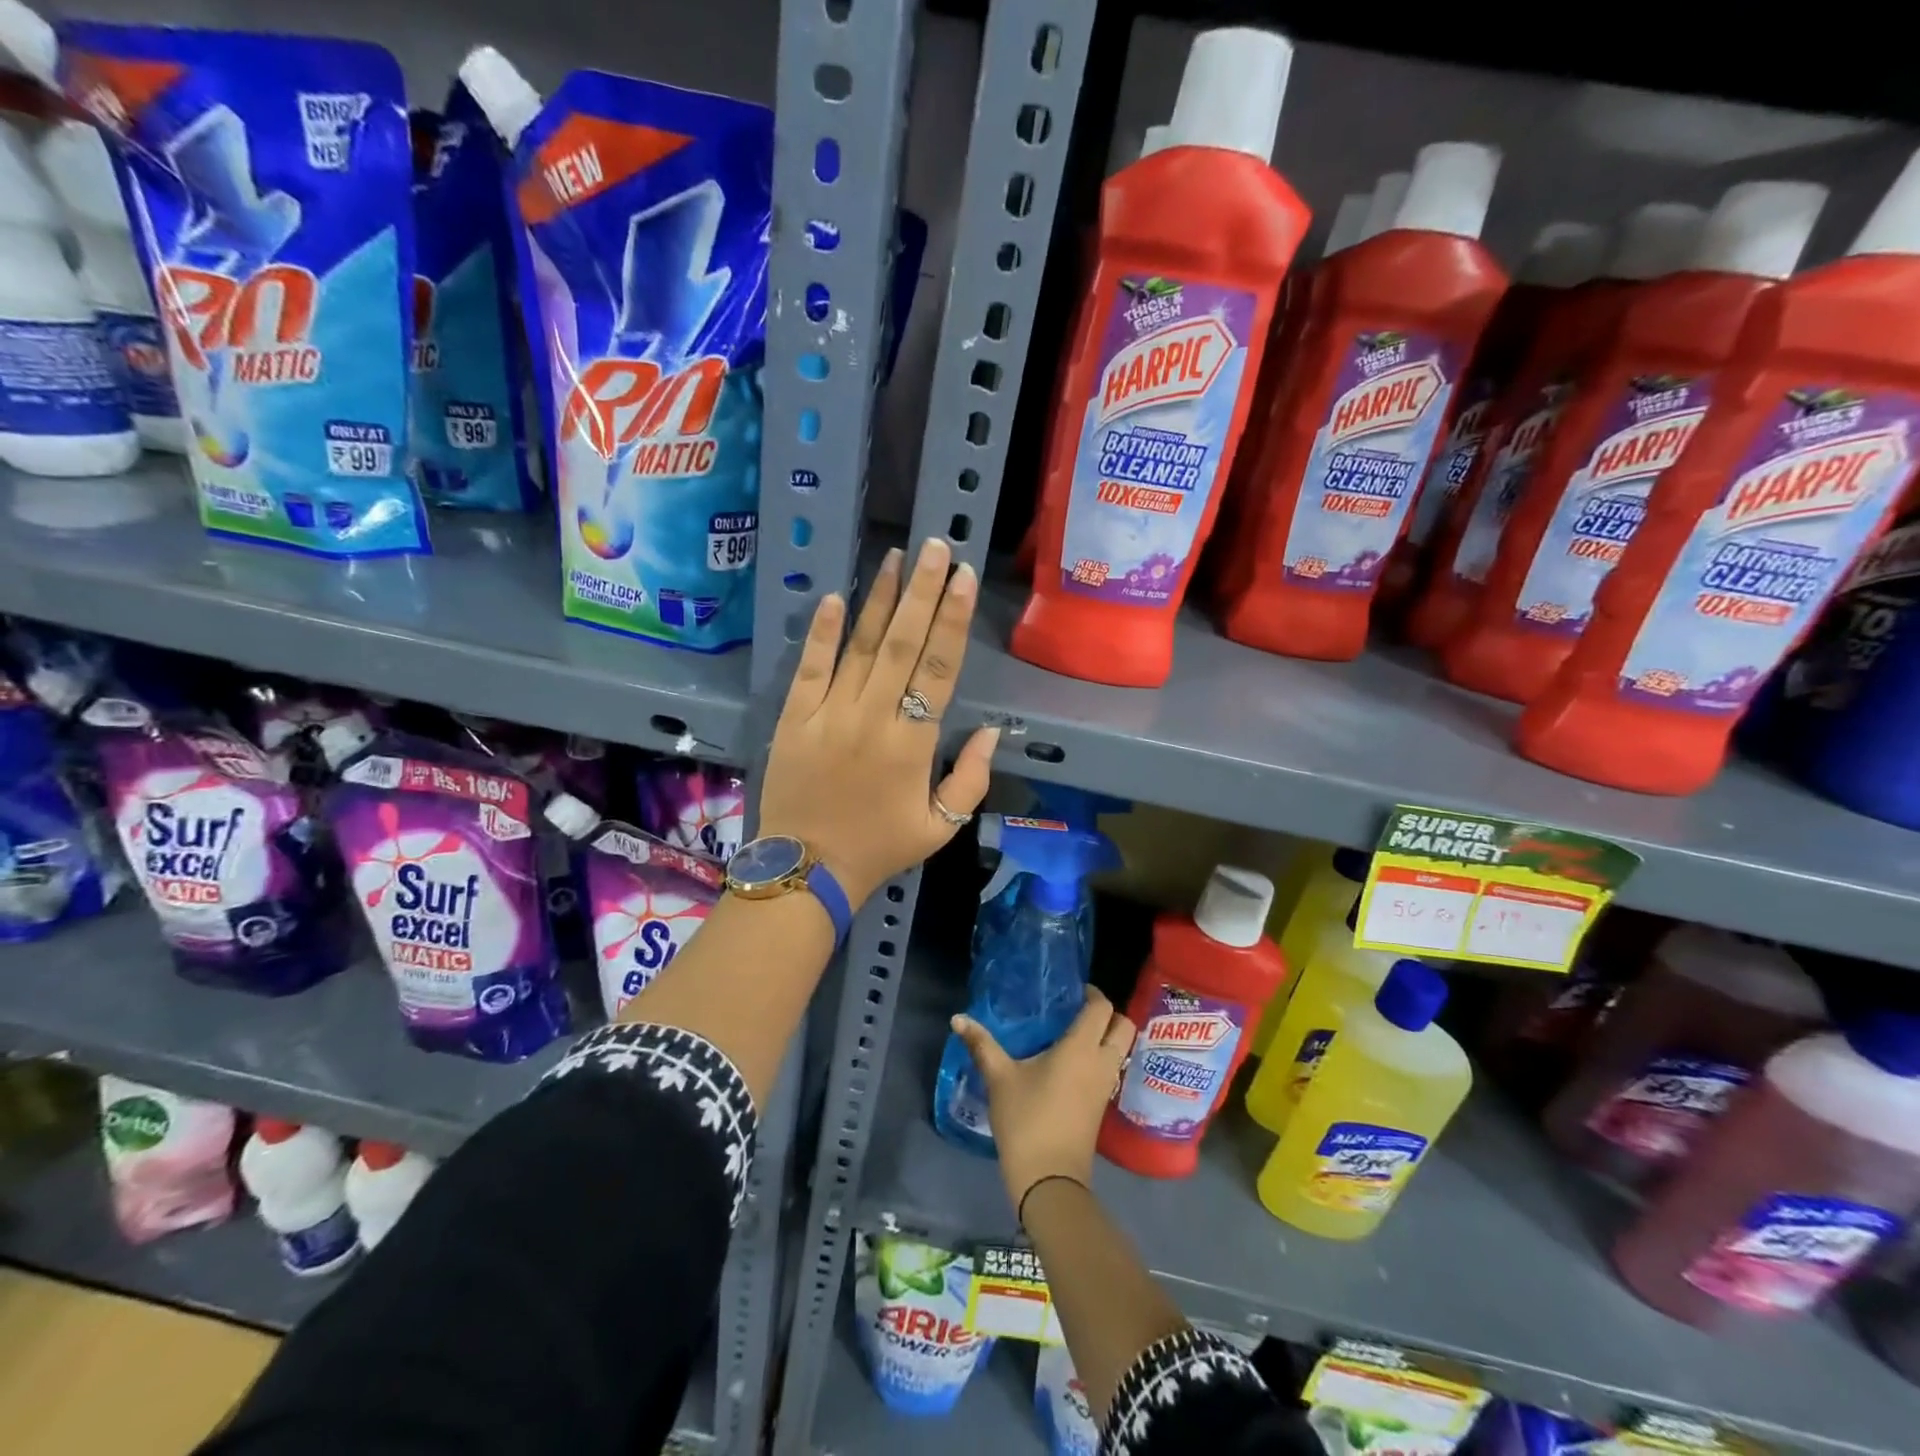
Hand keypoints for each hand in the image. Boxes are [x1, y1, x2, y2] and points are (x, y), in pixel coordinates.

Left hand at [757, 538, 999, 907]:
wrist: (807, 868)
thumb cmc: (880, 847)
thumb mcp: (940, 827)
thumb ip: (970, 779)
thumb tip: (993, 730)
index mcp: (912, 743)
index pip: (939, 669)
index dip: (953, 620)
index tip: (963, 578)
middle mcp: (872, 717)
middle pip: (903, 644)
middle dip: (922, 592)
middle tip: (935, 547)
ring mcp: (829, 713)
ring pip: (859, 646)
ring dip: (879, 600)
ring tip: (895, 558)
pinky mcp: (795, 718)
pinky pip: (809, 668)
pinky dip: (820, 633)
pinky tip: (832, 598)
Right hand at [951, 988, 1136, 1217]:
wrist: (1049, 1180)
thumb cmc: (1027, 1120)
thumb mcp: (1000, 1079)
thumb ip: (981, 1045)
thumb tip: (958, 1019)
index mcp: (1081, 1048)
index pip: (1102, 1008)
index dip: (1092, 993)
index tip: (1071, 990)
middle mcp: (1101, 1062)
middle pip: (1123, 1026)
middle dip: (1107, 1014)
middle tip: (1077, 1011)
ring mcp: (1106, 1086)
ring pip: (1120, 1049)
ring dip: (1106, 1037)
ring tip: (1072, 1034)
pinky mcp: (1102, 1105)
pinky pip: (1111, 1069)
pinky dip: (1100, 1058)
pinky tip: (1070, 1063)